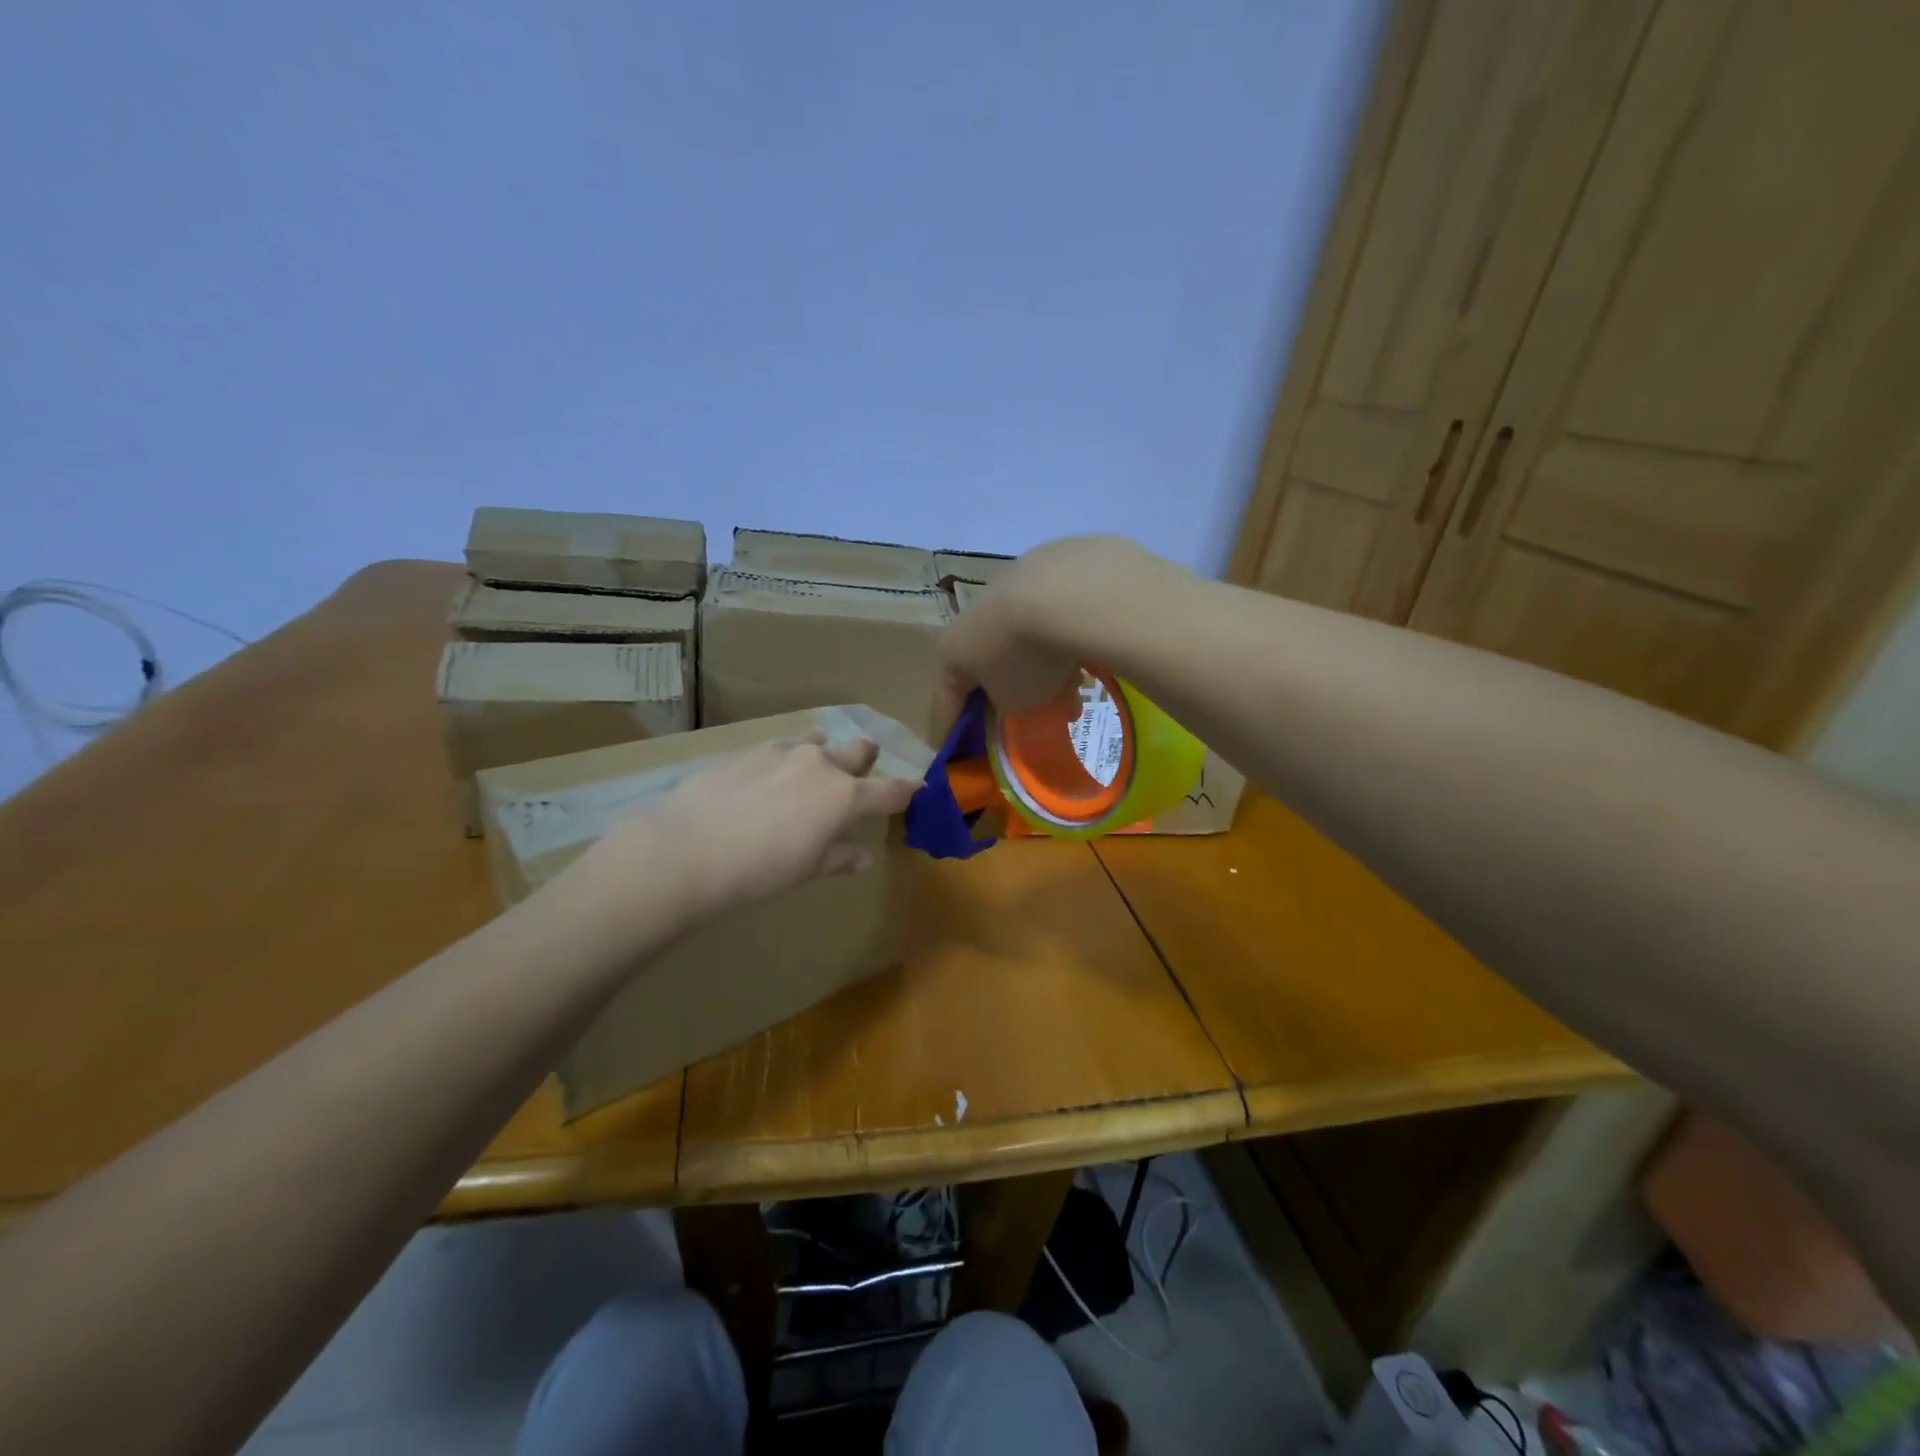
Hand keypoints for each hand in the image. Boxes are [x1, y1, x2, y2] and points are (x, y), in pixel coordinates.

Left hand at [562, 733, 918, 935]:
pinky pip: (779, 747)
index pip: (890, 791)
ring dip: (824, 750)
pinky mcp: (746, 751)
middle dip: (866, 757)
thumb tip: (863, 856)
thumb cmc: (758, 870)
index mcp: (843, 797)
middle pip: (856, 752)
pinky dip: (786, 756)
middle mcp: (819, 765)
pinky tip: (769, 773)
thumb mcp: (806, 869)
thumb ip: (838, 857)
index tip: (921, 789)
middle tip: (865, 763)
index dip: (908, 791)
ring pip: (816, 740)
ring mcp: (782, 752)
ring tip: (817, 760)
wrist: (687, 848)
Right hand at [940, 534, 1190, 714]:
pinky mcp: (1049, 567)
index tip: (955, 747)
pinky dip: (1065, 637)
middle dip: (1012, 691)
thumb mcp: (1014, 702)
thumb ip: (1009, 704)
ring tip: (1075, 689)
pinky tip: (1088, 652)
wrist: (1065, 591)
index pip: (946, 696)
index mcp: (954, 648)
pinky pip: (1053, 616)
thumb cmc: (1025, 659)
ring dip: (1045, 666)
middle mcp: (974, 613)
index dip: (950, 726)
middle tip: (1034, 715)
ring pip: (1025, 637)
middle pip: (990, 662)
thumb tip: (1016, 694)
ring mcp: (1011, 584)